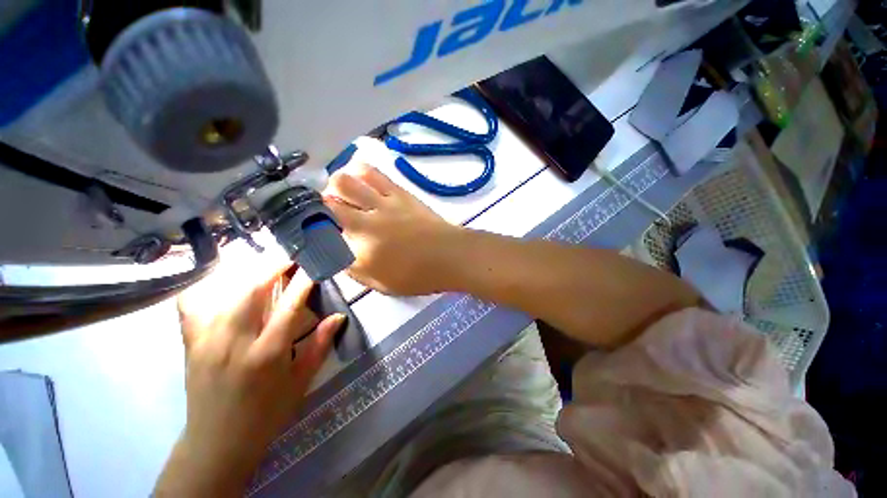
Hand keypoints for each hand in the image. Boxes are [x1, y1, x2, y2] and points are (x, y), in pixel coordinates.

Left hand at [155, 249, 343, 496]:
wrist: (218, 441)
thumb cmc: (267, 412)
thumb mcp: (301, 381)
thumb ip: (320, 345)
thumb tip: (338, 316)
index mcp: (268, 353)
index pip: (289, 305)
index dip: (304, 281)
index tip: (314, 267)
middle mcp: (235, 342)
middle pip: (252, 291)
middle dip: (273, 267)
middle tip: (289, 258)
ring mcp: (207, 341)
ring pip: (224, 293)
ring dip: (247, 273)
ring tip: (263, 266)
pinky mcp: (190, 344)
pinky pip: (192, 306)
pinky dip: (206, 288)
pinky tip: (221, 284)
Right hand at [323, 163, 463, 295]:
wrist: (450, 255)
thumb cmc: (419, 276)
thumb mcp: (381, 284)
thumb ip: (355, 269)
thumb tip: (339, 254)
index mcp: (360, 250)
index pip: (321, 235)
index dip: (311, 230)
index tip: (313, 231)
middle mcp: (365, 223)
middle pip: (327, 202)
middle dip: (319, 206)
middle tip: (328, 212)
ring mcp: (382, 204)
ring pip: (345, 181)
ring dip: (337, 186)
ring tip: (343, 192)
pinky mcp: (399, 192)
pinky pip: (373, 173)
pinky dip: (359, 171)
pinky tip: (359, 176)